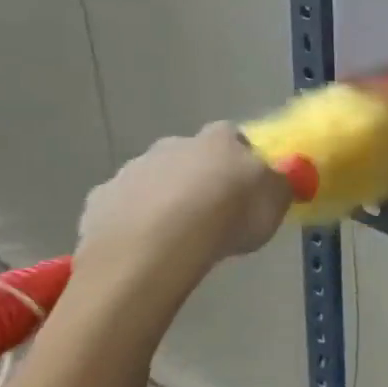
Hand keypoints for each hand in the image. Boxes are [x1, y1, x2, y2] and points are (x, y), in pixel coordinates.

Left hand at [75, 123, 290, 287]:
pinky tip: (147, 249)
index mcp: (219, 140)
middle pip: (191, 157)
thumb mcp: (276, 202)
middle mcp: (174, 145)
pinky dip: (134, 223)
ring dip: (166, 200)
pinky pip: (123, 209)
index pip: (235, 137)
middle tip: (214, 214)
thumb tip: (287, 175)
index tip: (249, 186)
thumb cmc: (229, 215)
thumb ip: (282, 185)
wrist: (158, 245)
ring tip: (181, 238)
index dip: (243, 160)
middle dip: (200, 178)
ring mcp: (132, 171)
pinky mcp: (100, 201)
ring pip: (154, 182)